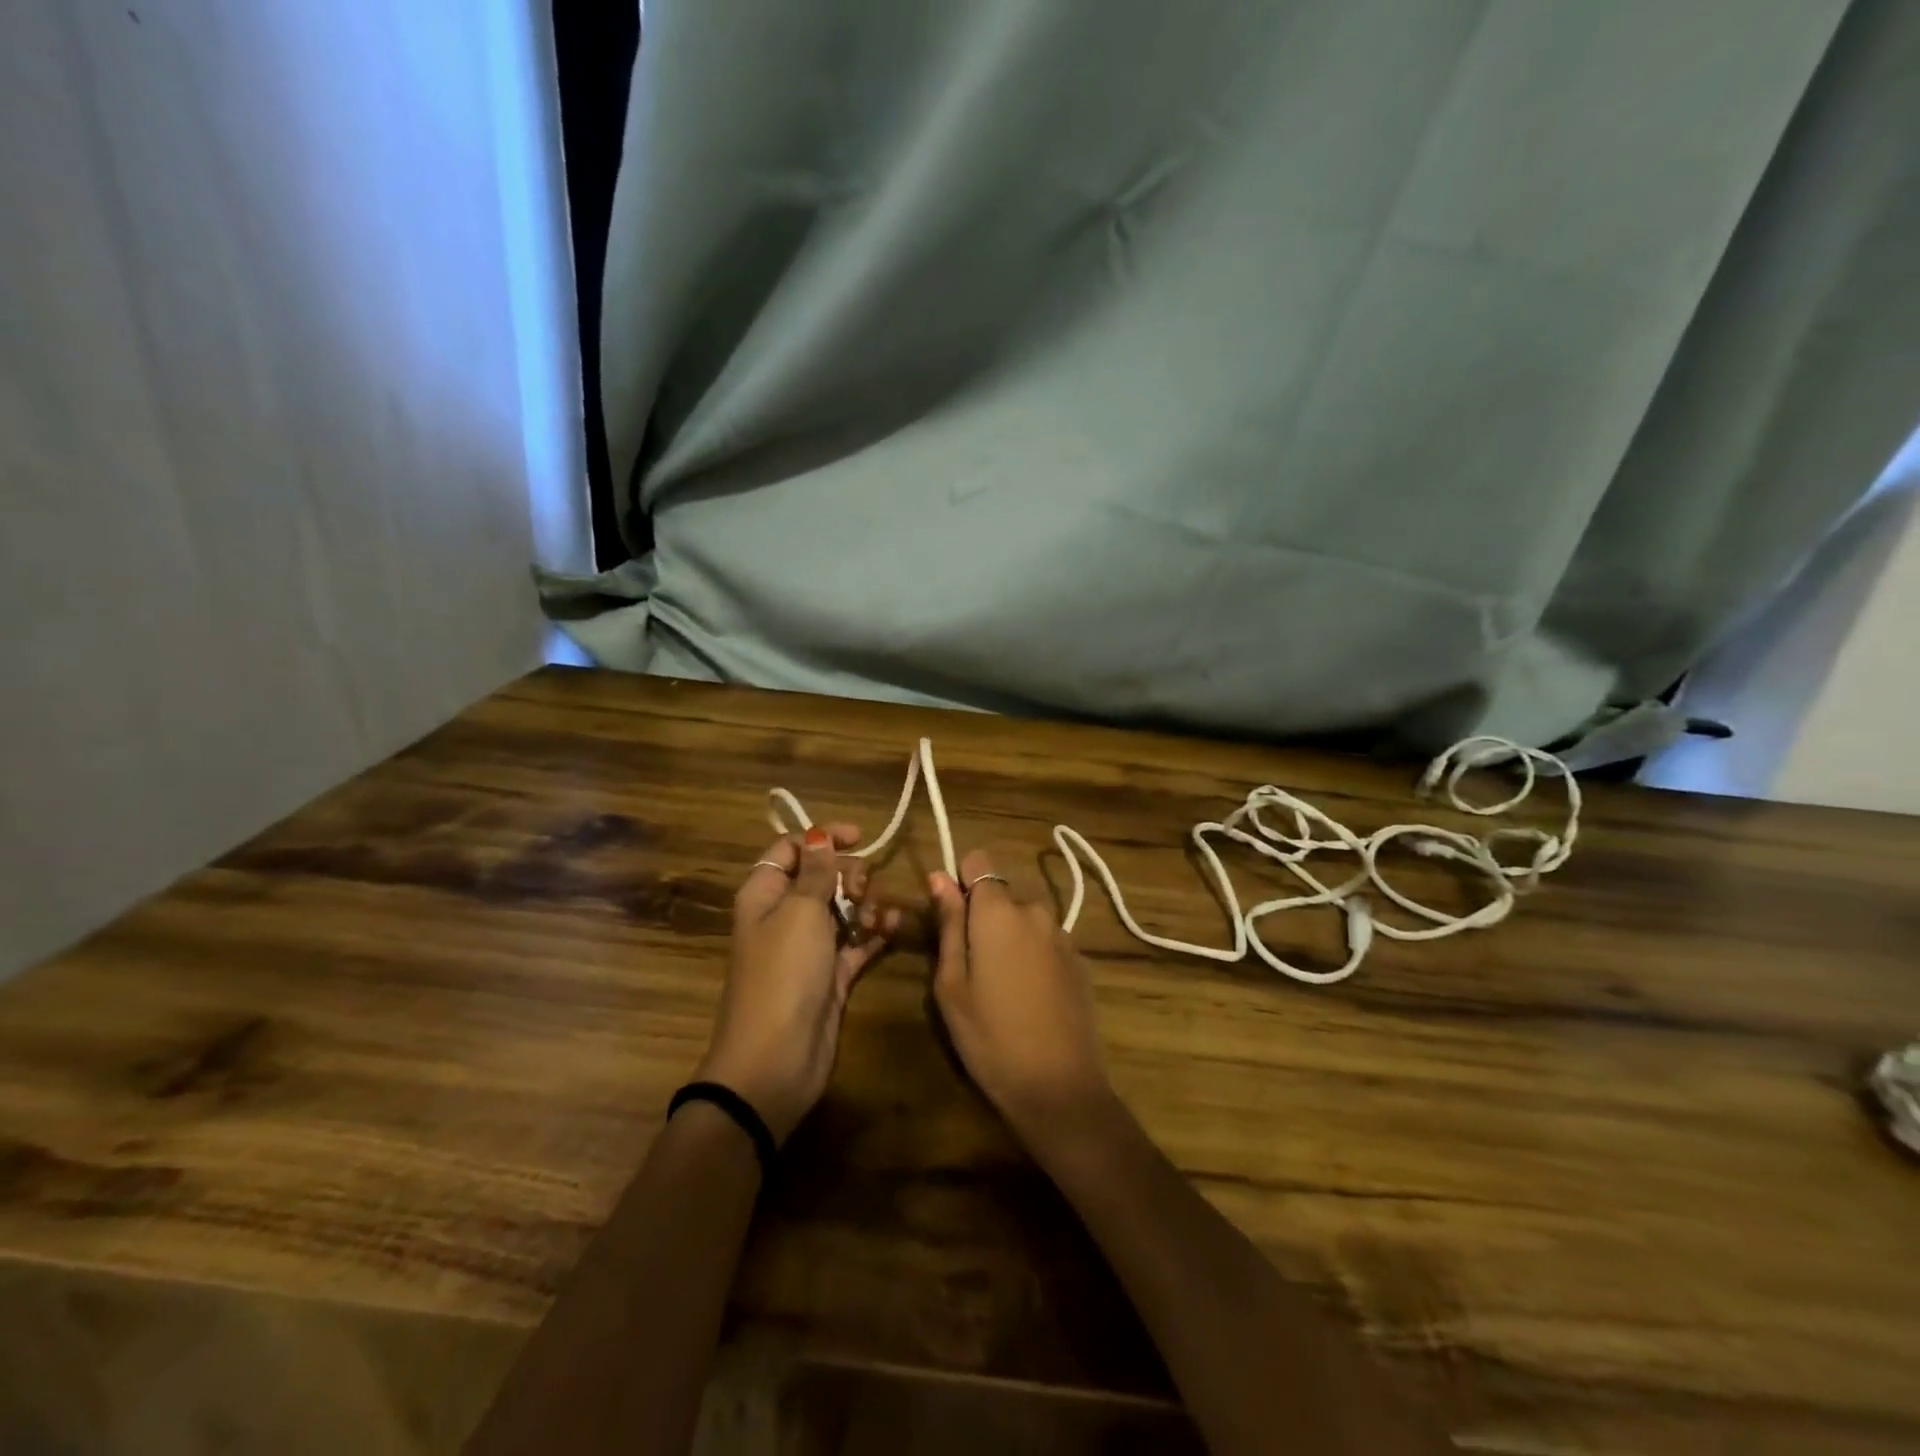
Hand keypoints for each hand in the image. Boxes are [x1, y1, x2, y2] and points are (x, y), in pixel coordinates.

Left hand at [699, 825, 899, 1143]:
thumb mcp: (800, 912)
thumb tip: (820, 836)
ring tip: (877, 916)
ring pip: (843, 909)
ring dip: (866, 904)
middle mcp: (785, 916)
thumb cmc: (783, 974)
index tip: (860, 836)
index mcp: (765, 894)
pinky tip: (893, 927)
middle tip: (862, 888)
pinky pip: (857, 942)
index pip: (790, 850)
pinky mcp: (832, 975)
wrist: (776, 1059)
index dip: (822, 838)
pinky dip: (875, 933)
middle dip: (848, 874)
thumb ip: (816, 873)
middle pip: (821, 878)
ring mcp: (809, 947)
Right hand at [929, 849, 1115, 1144]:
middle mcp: (1036, 911)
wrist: (1059, 1088)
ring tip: (1001, 989)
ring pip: (1025, 920)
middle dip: (983, 918)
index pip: (978, 861)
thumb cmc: (990, 1037)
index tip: (951, 916)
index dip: (961, 880)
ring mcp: (1064, 936)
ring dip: (1010, 938)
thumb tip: (939, 877)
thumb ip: (948, 924)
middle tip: (970, 968)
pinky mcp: (1082, 961)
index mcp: (999, 911)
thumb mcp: (952, 984)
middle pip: (1001, 895)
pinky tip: (1031, 1000)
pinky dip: (1034, 957)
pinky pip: (1047, 943)